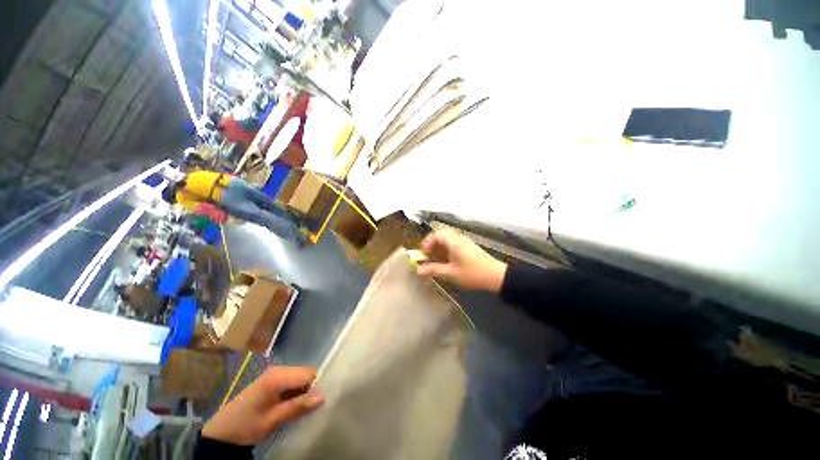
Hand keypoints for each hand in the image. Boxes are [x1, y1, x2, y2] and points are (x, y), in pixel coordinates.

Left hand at [202, 366, 323, 444]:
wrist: (222, 432)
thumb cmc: (247, 425)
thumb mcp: (273, 419)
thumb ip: (298, 406)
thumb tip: (323, 396)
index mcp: (278, 376)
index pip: (309, 373)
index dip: (316, 386)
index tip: (317, 403)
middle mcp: (278, 369)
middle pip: (305, 373)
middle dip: (310, 388)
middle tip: (308, 408)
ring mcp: (274, 374)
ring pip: (299, 377)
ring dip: (303, 391)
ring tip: (300, 408)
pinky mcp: (271, 380)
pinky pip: (292, 381)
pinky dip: (295, 392)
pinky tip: (291, 405)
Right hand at [417, 229, 507, 292]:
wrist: (496, 276)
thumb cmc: (473, 274)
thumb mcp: (451, 273)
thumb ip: (434, 270)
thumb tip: (419, 270)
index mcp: (454, 242)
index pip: (437, 234)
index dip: (427, 242)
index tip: (423, 252)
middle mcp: (459, 239)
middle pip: (442, 233)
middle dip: (432, 242)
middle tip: (427, 253)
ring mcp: (465, 242)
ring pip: (448, 237)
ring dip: (439, 245)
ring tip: (435, 257)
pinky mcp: (469, 247)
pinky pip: (454, 242)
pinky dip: (446, 248)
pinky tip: (447, 259)